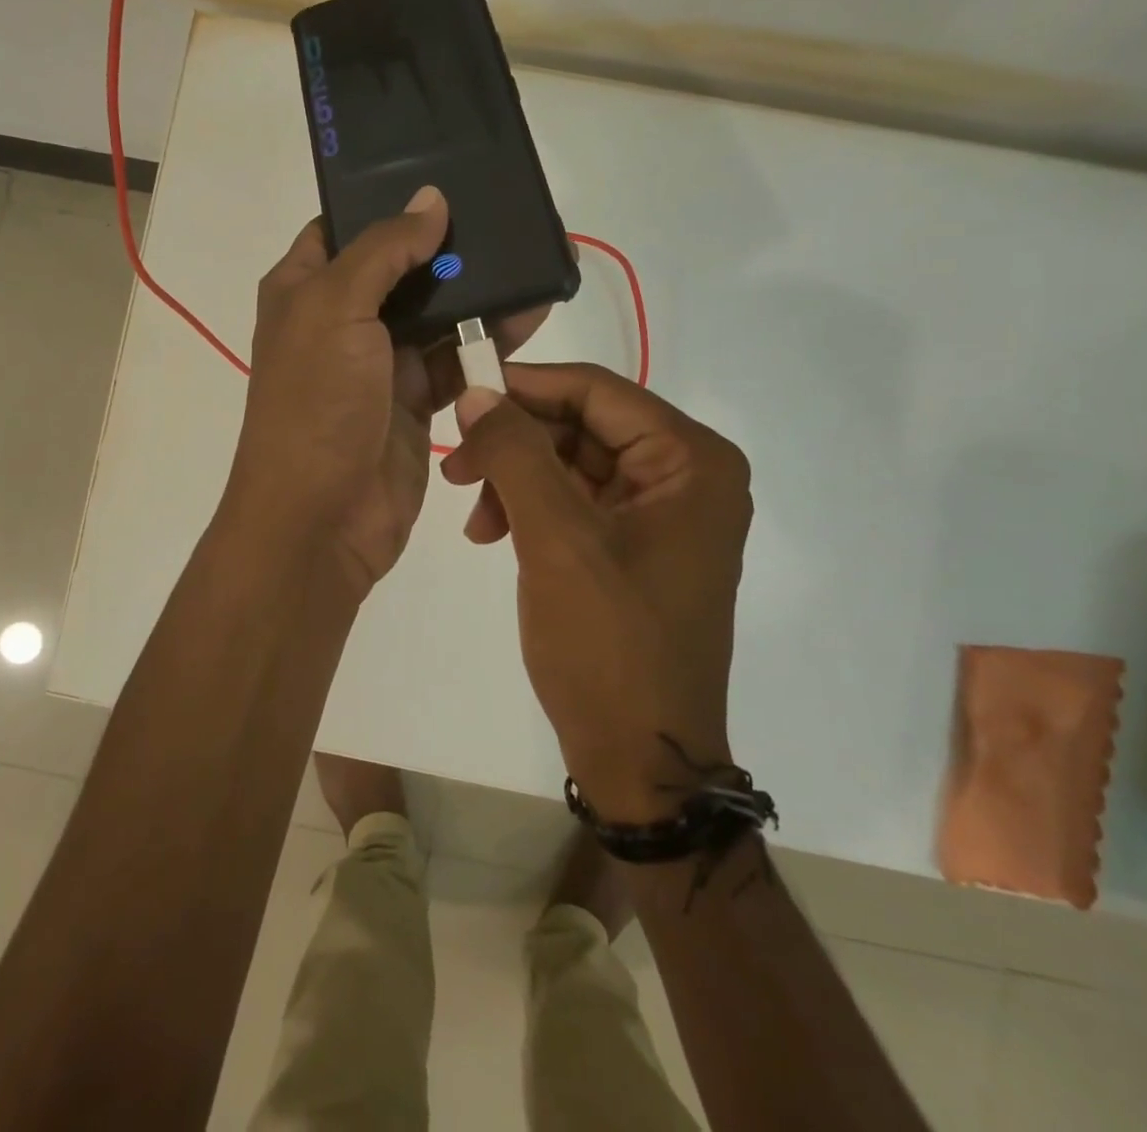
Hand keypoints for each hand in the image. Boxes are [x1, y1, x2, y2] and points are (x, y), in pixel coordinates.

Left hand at [226, 186, 546, 597]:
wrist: (320, 520)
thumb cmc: (315, 402)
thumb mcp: (336, 308)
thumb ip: (384, 250)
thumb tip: (430, 200)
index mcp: (304, 288)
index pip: (346, 226)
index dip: (388, 200)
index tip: (447, 177)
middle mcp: (340, 321)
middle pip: (401, 268)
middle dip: (450, 247)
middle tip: (509, 217)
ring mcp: (380, 364)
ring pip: (436, 314)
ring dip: (479, 294)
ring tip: (535, 265)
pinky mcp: (416, 403)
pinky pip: (457, 360)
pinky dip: (488, 342)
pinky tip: (527, 319)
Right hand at [441, 364, 751, 820]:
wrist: (641, 759)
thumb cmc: (609, 645)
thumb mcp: (556, 539)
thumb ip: (515, 453)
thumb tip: (476, 392)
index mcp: (691, 460)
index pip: (596, 391)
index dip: (524, 386)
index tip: (460, 396)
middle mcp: (686, 475)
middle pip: (583, 425)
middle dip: (515, 444)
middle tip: (455, 468)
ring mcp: (662, 513)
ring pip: (572, 462)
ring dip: (516, 479)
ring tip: (473, 519)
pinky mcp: (636, 545)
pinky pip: (576, 502)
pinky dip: (531, 510)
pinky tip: (492, 534)